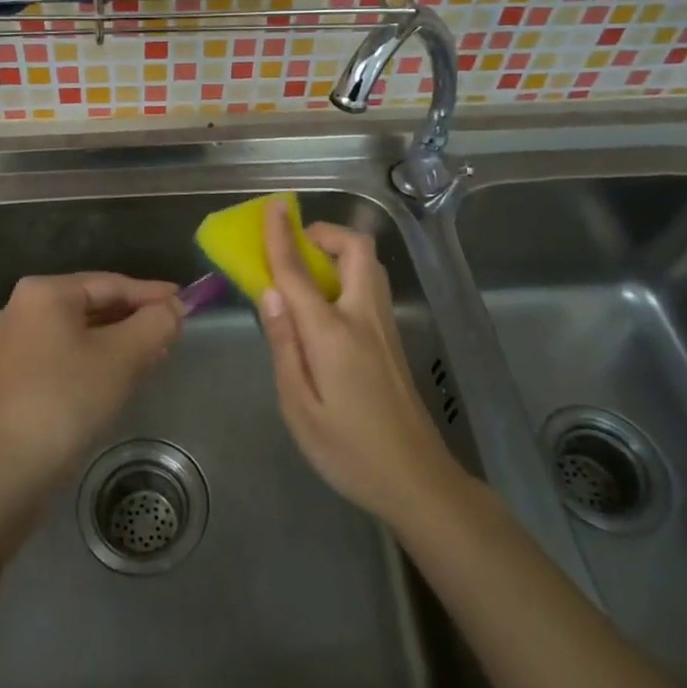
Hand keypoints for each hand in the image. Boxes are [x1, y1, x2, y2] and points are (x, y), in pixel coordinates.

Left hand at [0, 273, 182, 485]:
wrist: (10, 468)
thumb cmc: (69, 398)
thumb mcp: (124, 356)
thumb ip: (156, 323)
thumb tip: (174, 309)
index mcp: (44, 293)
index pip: (110, 284)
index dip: (152, 294)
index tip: (185, 303)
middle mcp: (22, 309)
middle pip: (93, 305)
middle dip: (135, 319)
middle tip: (172, 330)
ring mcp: (13, 344)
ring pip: (79, 332)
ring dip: (119, 340)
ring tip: (156, 352)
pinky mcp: (13, 376)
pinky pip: (64, 354)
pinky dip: (95, 358)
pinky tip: (122, 373)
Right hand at [256, 200, 465, 522]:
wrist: (416, 481)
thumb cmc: (348, 451)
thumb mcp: (299, 407)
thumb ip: (284, 345)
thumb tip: (269, 293)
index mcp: (333, 333)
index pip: (300, 272)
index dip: (282, 236)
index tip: (272, 206)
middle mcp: (364, 317)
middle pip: (356, 249)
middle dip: (325, 233)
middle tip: (295, 248)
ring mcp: (384, 327)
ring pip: (368, 265)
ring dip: (338, 252)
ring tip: (306, 275)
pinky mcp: (393, 340)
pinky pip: (369, 287)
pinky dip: (346, 274)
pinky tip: (325, 307)